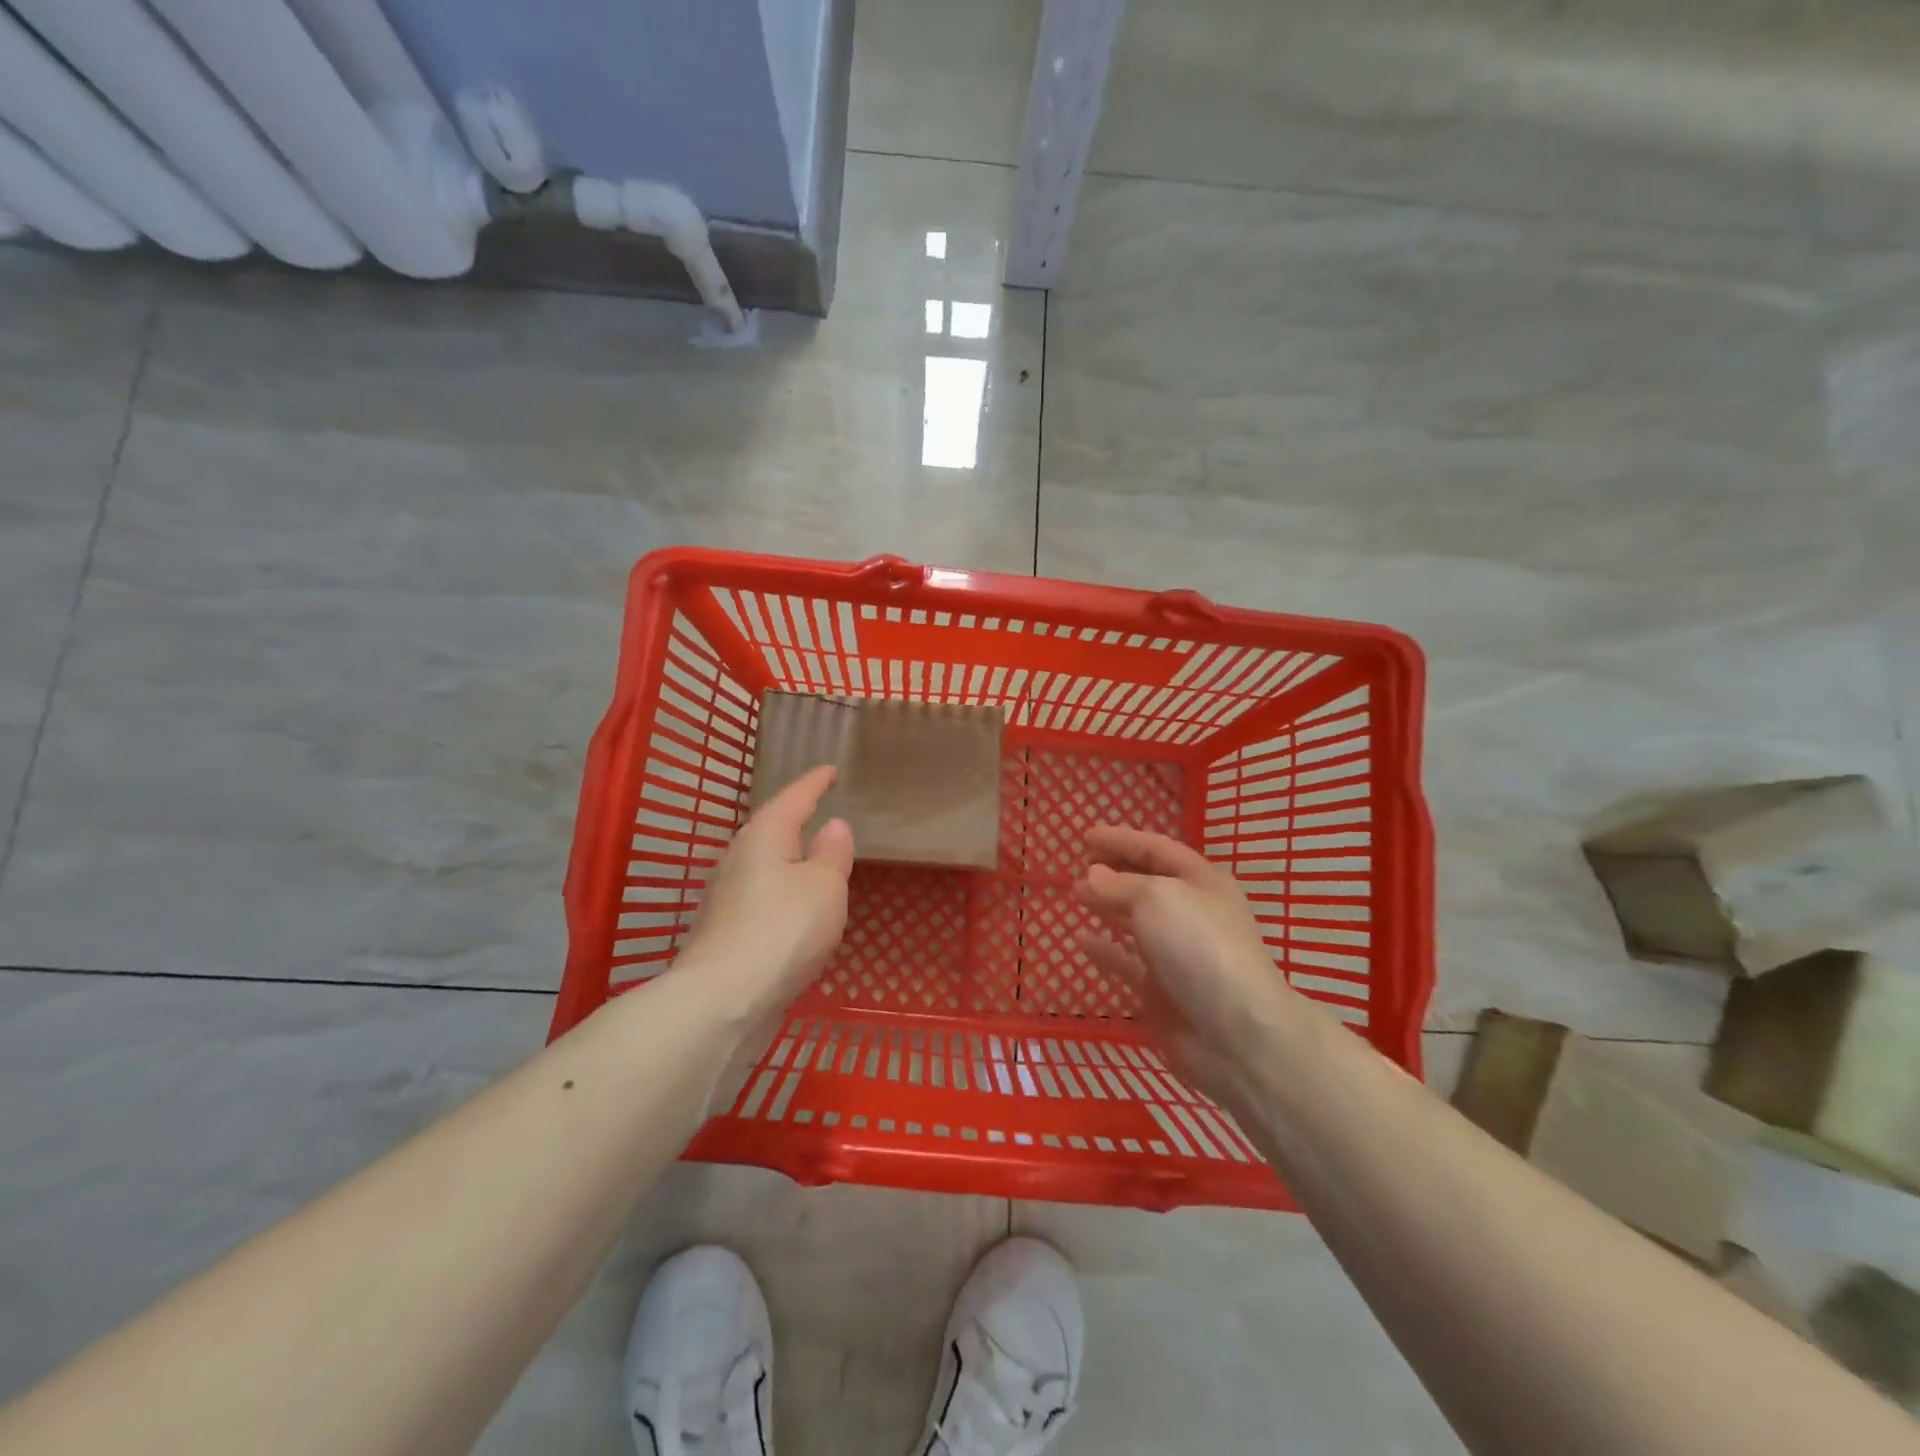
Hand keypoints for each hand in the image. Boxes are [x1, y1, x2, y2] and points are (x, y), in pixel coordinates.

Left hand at [678, 765, 854, 1024]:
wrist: (723, 1001)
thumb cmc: (783, 930)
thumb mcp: (825, 887)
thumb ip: (832, 853)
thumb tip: (833, 825)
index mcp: (765, 835)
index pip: (794, 798)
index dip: (814, 783)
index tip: (829, 770)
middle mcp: (739, 857)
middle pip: (771, 828)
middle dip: (794, 818)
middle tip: (819, 809)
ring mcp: (726, 895)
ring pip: (763, 863)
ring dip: (787, 857)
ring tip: (811, 857)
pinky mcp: (724, 930)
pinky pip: (760, 895)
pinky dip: (781, 892)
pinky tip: (792, 907)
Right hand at [1074, 826, 1302, 1107]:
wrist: (1233, 1032)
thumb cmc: (1198, 946)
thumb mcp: (1156, 898)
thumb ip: (1119, 884)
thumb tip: (1092, 875)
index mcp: (1201, 881)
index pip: (1156, 849)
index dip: (1121, 839)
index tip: (1085, 835)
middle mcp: (1192, 913)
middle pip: (1148, 882)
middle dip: (1115, 871)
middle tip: (1080, 864)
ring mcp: (1178, 953)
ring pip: (1137, 920)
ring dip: (1108, 905)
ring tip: (1076, 894)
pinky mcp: (1162, 990)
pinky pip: (1128, 961)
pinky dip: (1105, 949)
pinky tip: (1081, 939)